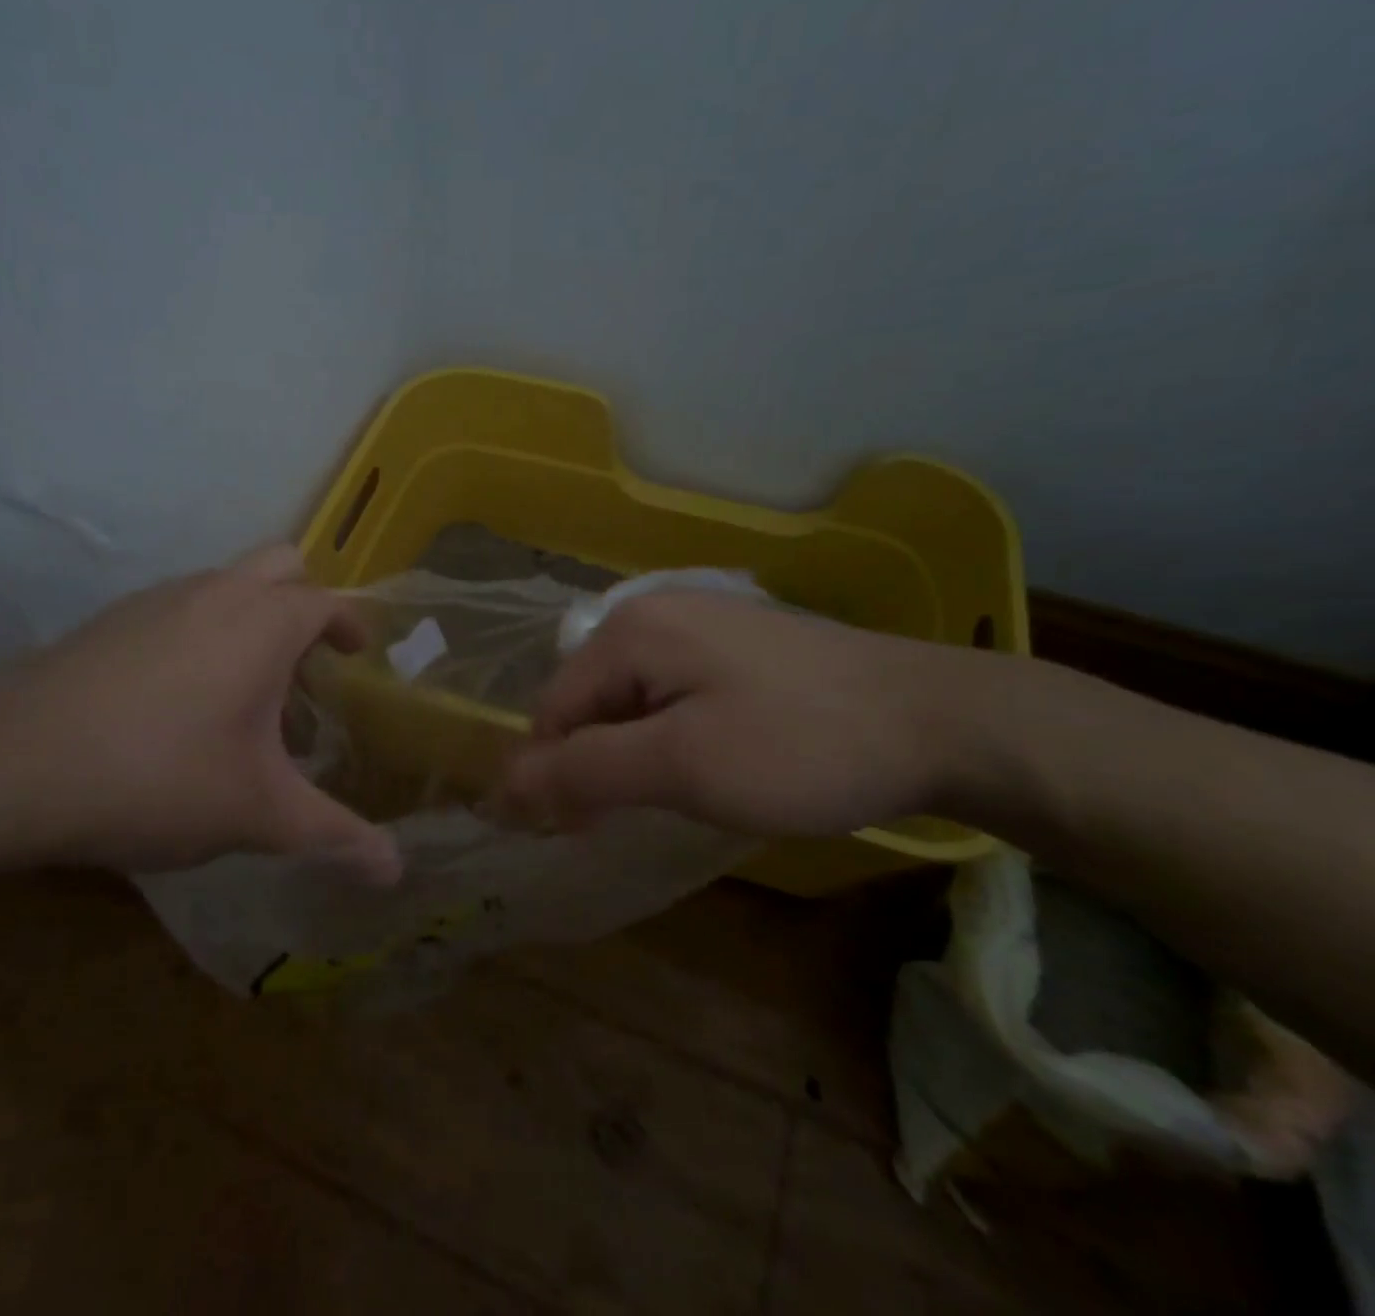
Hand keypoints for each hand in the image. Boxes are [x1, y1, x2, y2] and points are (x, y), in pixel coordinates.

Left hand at [0, 545, 400, 881]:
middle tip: (307, 664)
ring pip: (224, 583)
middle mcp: (214, 592)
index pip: (326, 602)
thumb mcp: (258, 813)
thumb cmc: (158, 777)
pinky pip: (178, 606)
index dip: (348, 624)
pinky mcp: (109, 620)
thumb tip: (398, 873)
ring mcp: (155, 599)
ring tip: (245, 692)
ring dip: (250, 618)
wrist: (6, 767)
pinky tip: (179, 701)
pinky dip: (202, 631)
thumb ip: (334, 836)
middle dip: (304, 603)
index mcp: (262, 623)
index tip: (357, 654)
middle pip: (281, 565)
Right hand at [500, 591, 960, 836]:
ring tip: (683, 794)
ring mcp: (699, 622)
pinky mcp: (734, 643)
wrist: (942, 719)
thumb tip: (501, 786)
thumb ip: (583, 772)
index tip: (588, 832)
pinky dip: (671, 734)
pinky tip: (713, 761)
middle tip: (641, 817)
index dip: (556, 775)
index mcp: (628, 629)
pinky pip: (671, 692)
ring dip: (635, 753)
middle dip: (599, 763)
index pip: (552, 710)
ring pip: (630, 700)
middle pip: (588, 701)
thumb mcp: (681, 767)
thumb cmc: (800, 745)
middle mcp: (652, 612)